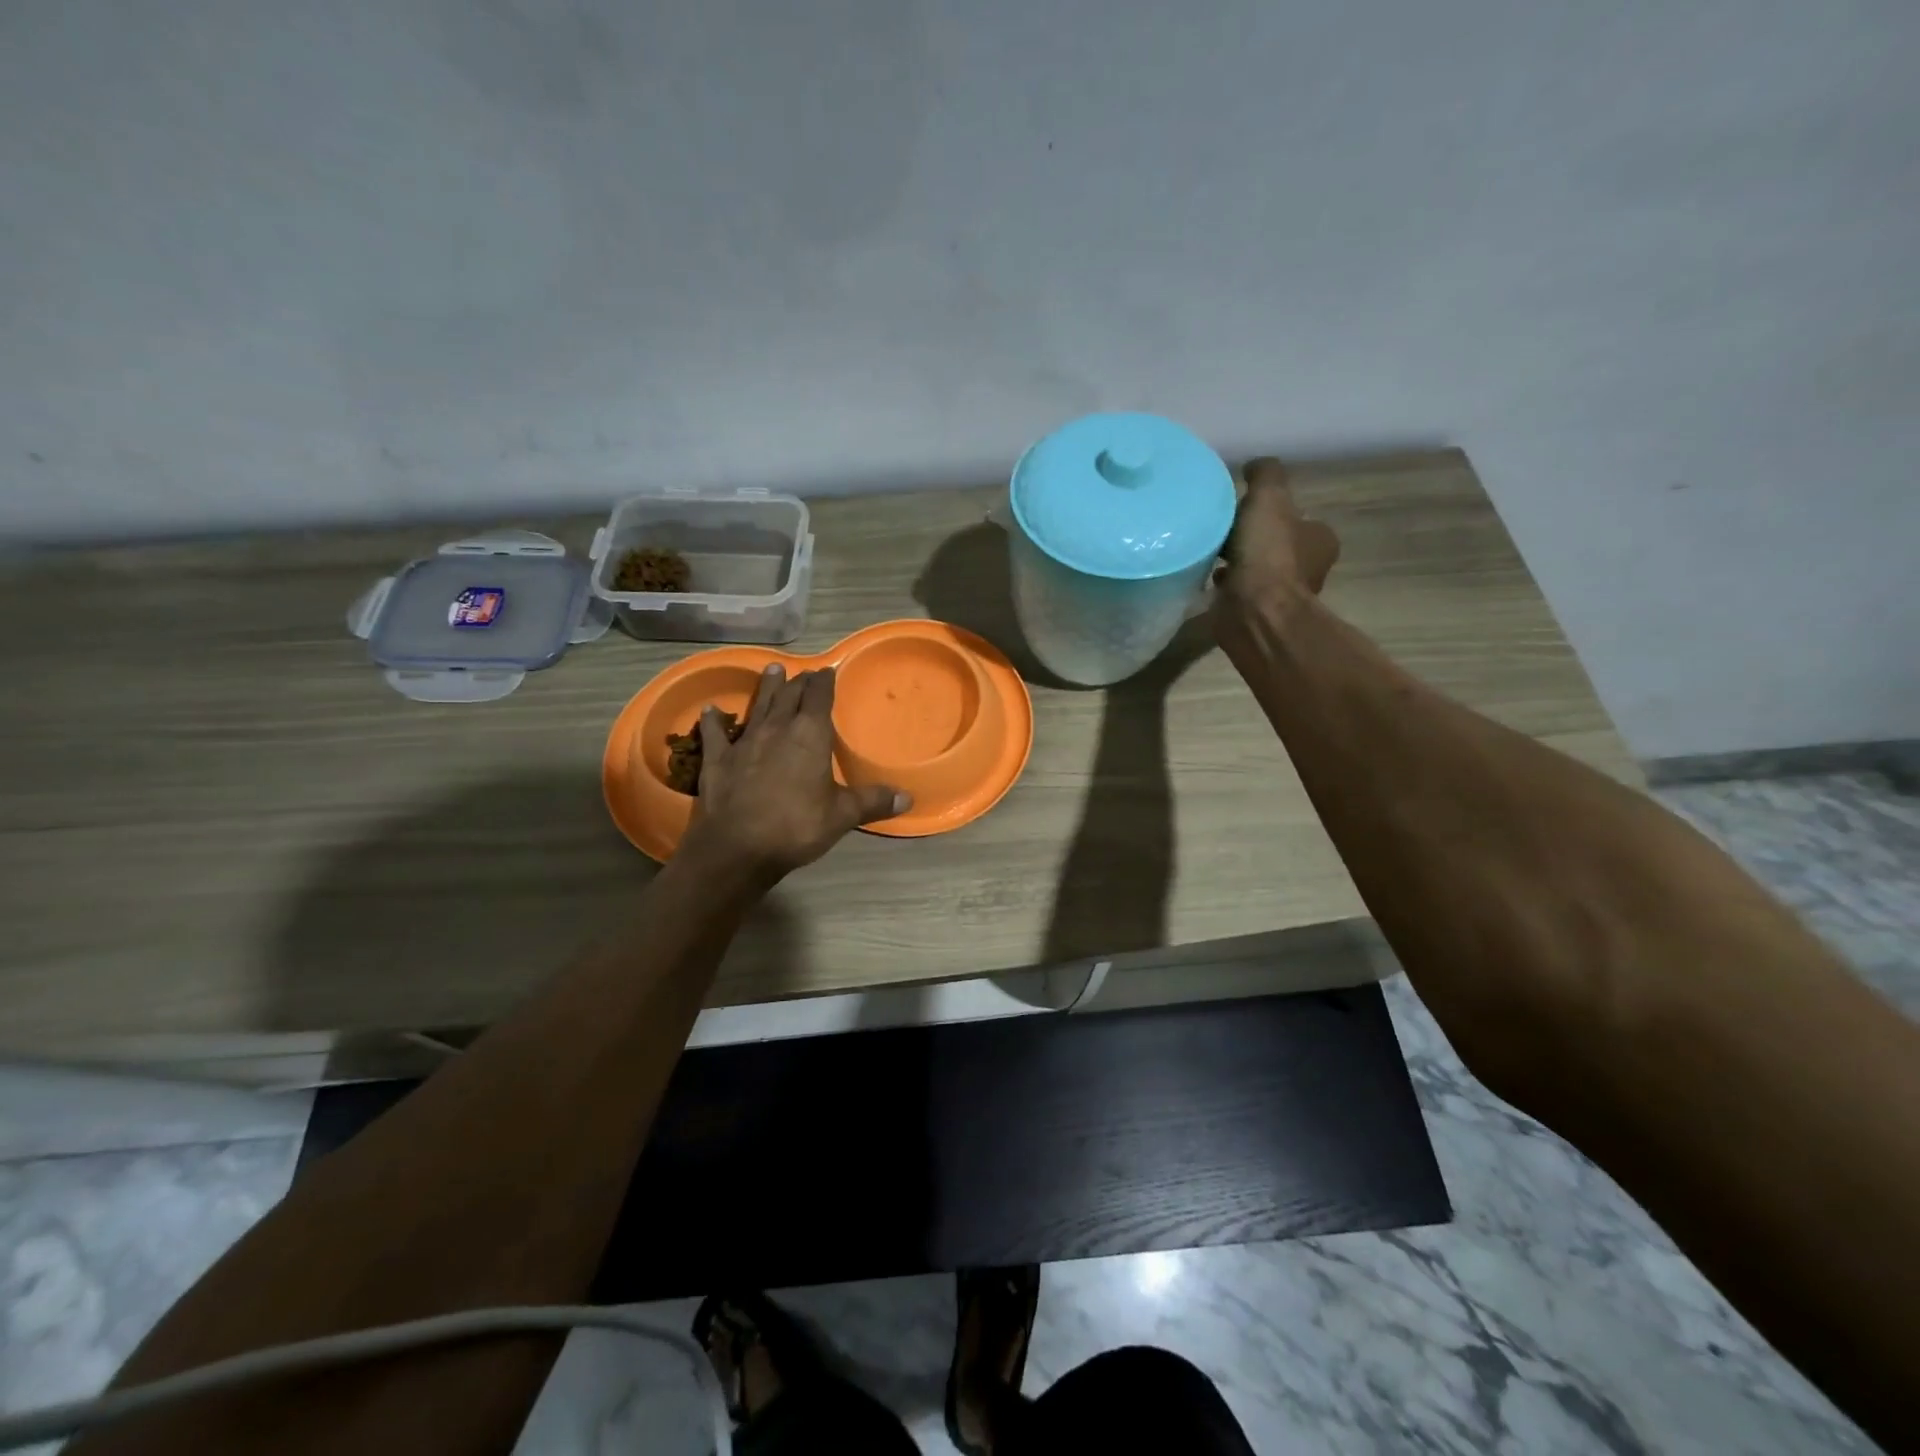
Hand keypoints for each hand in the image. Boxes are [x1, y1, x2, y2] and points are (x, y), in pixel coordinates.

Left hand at [683, 664, 909, 879]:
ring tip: (771, 669)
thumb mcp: (843, 816)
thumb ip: (874, 802)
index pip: (819, 697)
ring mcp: (745, 742)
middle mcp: (777, 729)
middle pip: (790, 696)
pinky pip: (716, 734)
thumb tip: (908, 797)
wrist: (738, 847)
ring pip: (758, 707)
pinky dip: (713, 721)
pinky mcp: (718, 760)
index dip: (824, 682)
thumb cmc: (797, 826)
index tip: (827, 670)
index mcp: (810, 735)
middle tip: (805, 673)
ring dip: (766, 688)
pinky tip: (709, 710)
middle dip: (799, 682)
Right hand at [1214, 458, 1340, 615]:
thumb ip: (1265, 475)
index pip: (1300, 518)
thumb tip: (1254, 466)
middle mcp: (1307, 568)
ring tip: (1210, 549)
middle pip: (1277, 543)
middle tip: (1224, 526)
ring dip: (1236, 560)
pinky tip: (1206, 575)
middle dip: (1253, 535)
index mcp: (1319, 540)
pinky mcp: (1256, 612)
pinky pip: (1239, 590)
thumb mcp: (1269, 497)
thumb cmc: (1269, 553)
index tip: (1247, 506)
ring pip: (1257, 568)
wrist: (1254, 611)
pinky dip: (1226, 583)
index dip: (1275, 510)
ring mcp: (1281, 594)